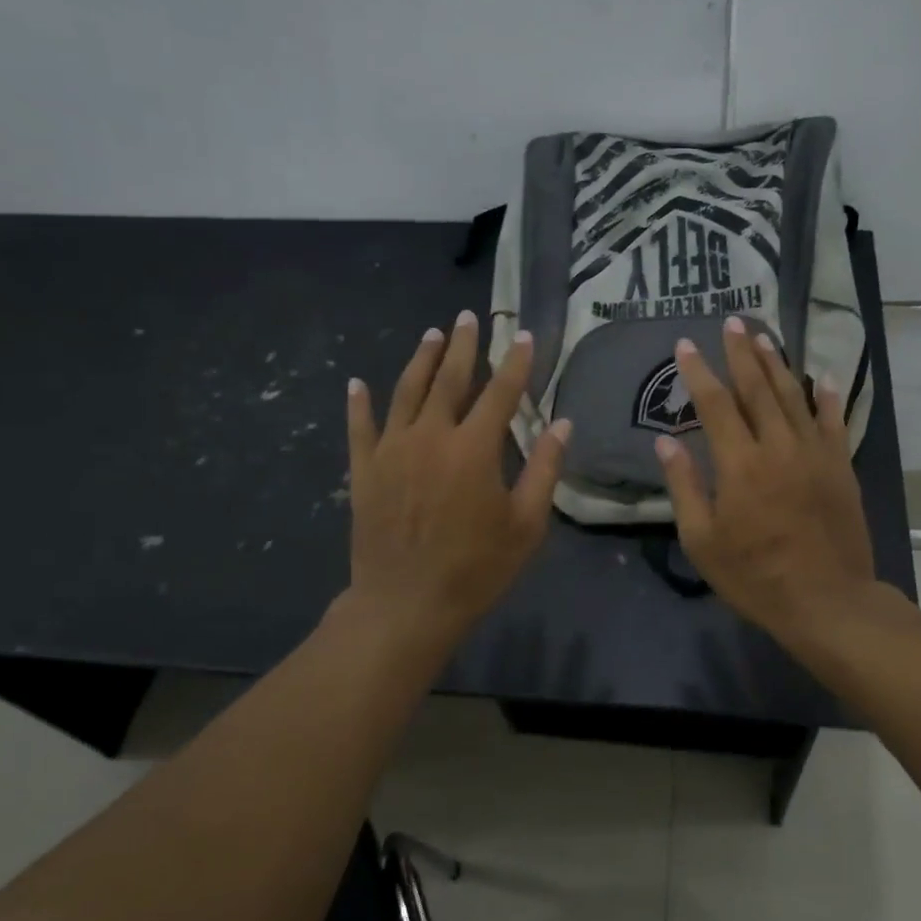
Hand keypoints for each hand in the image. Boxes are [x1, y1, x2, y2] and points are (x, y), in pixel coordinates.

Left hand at [346, 311, 569, 646]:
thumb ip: (545, 470)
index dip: (515, 363)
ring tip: (431, 334)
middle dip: (462, 346)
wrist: (405, 603)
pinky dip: (359, 403)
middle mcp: (430, 436)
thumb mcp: (526, 525)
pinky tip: (358, 383)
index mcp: (474, 448)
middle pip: (448, 380)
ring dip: (420, 361)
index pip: (500, 393)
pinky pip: (360, 428)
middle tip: (467, 317)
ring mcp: (391, 450)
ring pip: (405, 393)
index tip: (523, 336)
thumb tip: (562, 424)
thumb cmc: (476, 568)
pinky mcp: (364, 471)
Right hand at [655, 317, 874, 648]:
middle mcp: (779, 446)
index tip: (685, 345)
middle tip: (731, 322)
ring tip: (763, 337)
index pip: (715, 404)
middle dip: (740, 353)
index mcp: (740, 463)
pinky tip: (822, 377)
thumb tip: (665, 441)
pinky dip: (826, 396)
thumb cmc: (755, 576)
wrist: (827, 601)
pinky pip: (833, 421)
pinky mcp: (841, 467)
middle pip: (757, 388)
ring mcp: (815, 453)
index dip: (698, 371)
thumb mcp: (702, 540)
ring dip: (777, 364)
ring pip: (794, 396)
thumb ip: (684, 486)